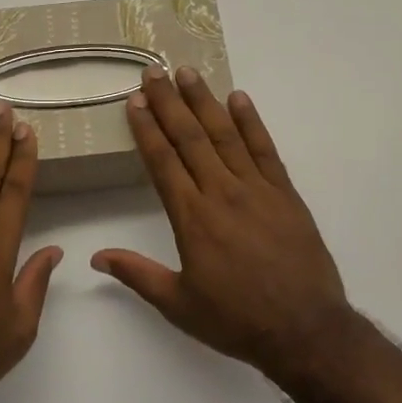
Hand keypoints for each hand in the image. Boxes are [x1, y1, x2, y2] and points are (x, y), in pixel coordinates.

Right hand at [93, 67, 351, 379]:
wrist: (306, 330)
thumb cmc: (236, 320)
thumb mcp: (179, 305)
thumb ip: (137, 274)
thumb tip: (96, 256)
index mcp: (192, 218)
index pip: (163, 162)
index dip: (147, 129)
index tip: (135, 101)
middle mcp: (221, 193)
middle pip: (190, 138)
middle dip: (170, 103)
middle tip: (154, 72)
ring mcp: (257, 189)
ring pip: (225, 135)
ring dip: (205, 101)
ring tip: (188, 73)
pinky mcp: (286, 193)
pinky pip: (265, 149)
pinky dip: (252, 122)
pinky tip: (239, 98)